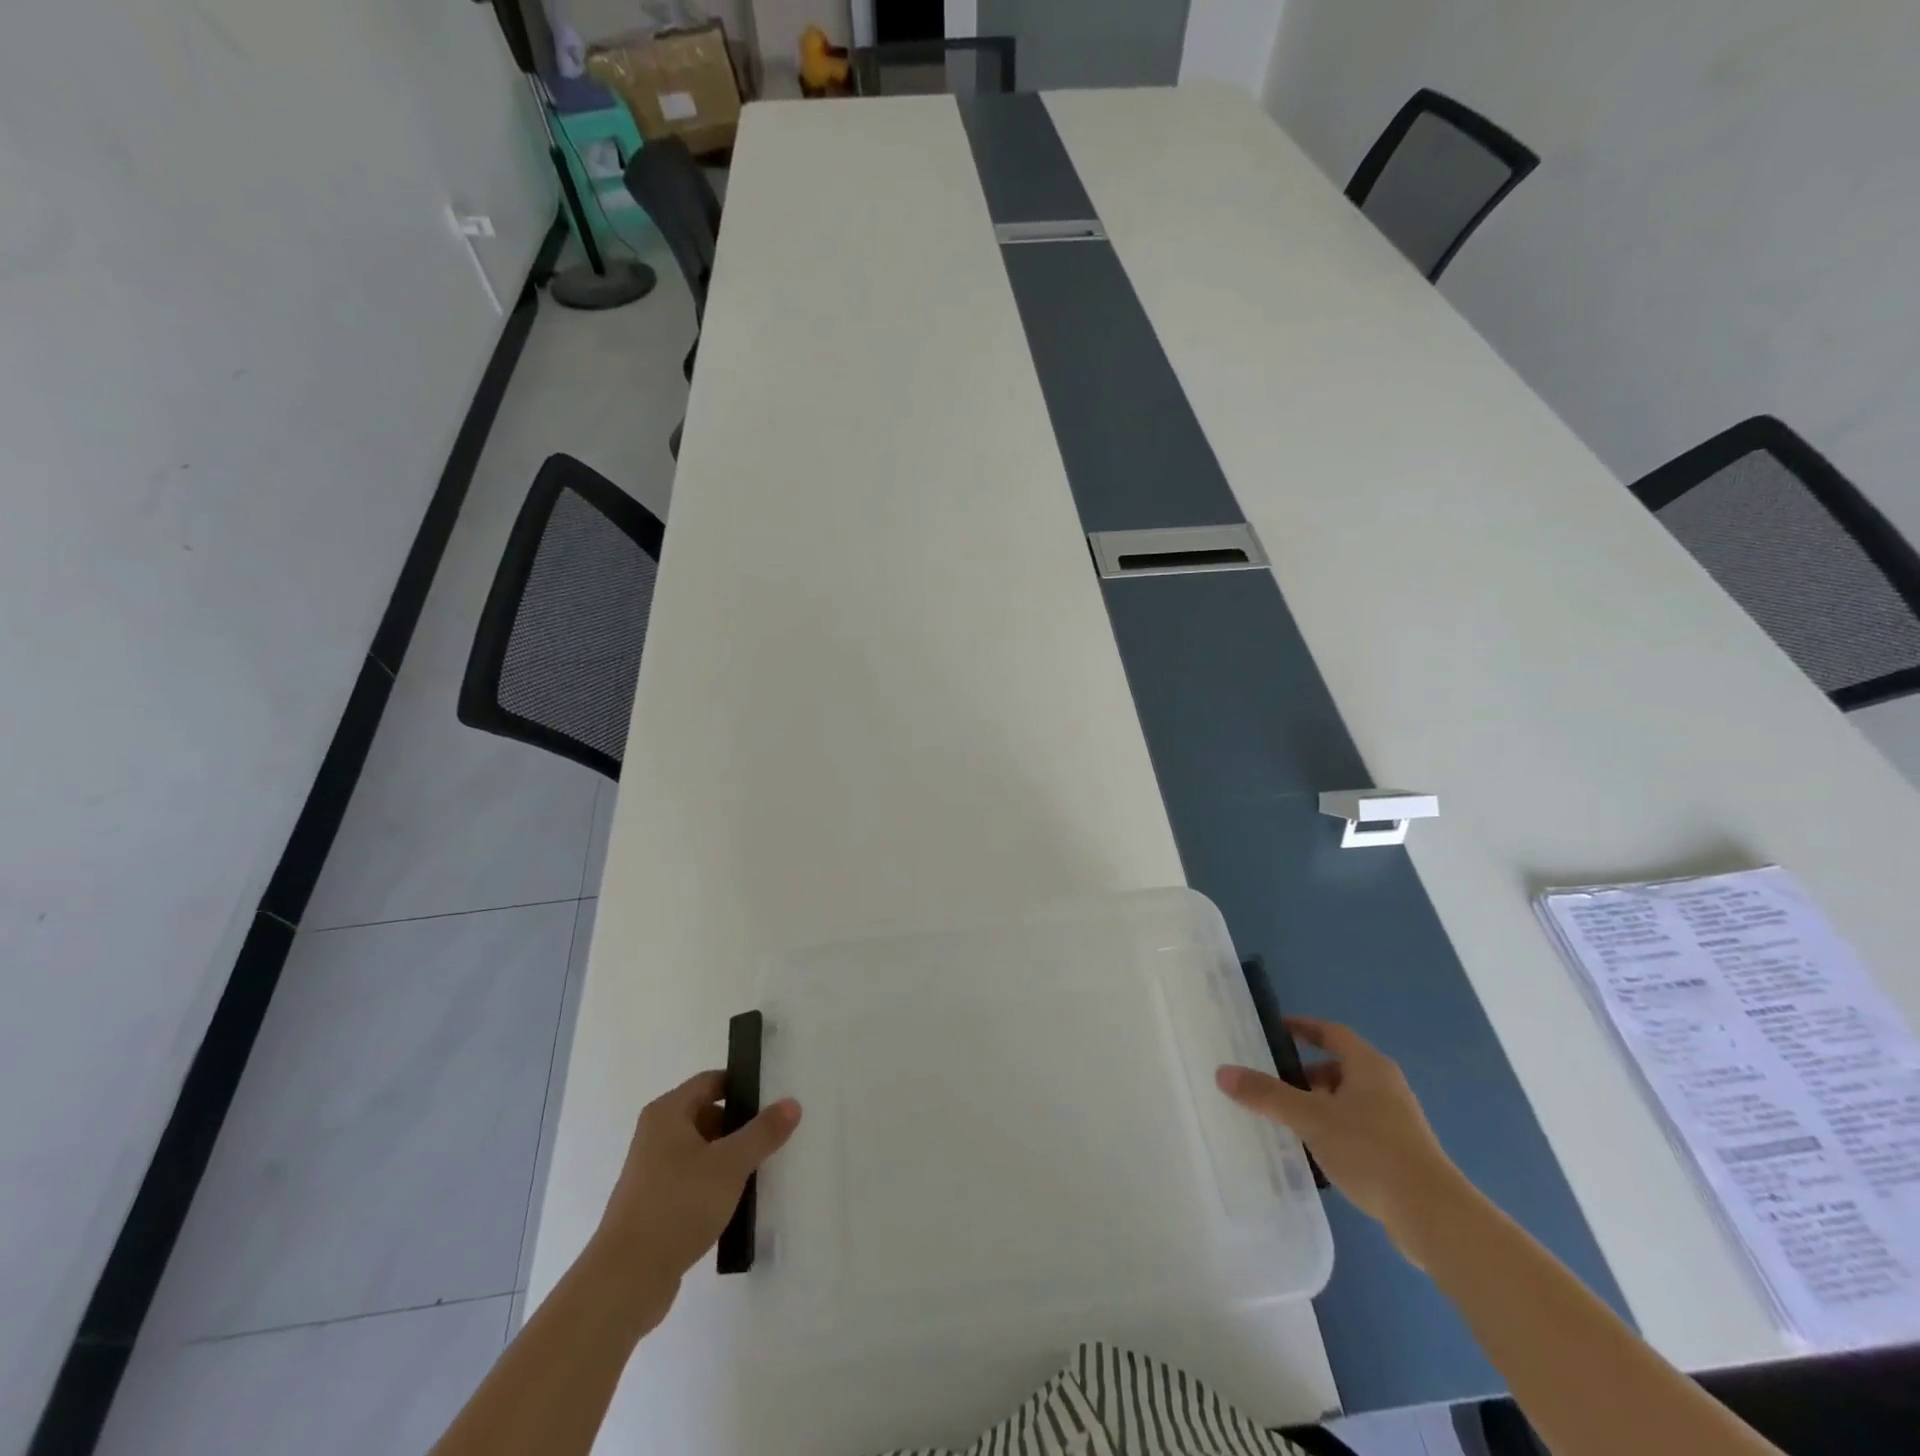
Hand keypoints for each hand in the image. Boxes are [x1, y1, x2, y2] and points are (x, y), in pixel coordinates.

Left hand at [592, 1071, 800, 1302]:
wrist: (626, 1281)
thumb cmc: (678, 1205)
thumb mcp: (730, 1164)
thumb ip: (763, 1132)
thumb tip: (791, 1103)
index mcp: (667, 1113)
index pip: (711, 1081)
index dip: (742, 1086)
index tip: (773, 1100)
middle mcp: (656, 1136)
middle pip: (707, 1115)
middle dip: (739, 1126)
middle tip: (772, 1138)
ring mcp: (652, 1173)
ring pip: (701, 1152)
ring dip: (729, 1159)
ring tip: (761, 1172)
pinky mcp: (654, 1206)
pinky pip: (693, 1182)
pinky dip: (714, 1186)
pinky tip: (737, 1204)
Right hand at [1217, 1017, 1459, 1250]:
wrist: (1433, 1216)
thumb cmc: (1371, 1151)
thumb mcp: (1311, 1118)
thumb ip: (1267, 1095)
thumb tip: (1223, 1072)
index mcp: (1368, 1066)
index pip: (1331, 1033)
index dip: (1303, 1027)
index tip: (1275, 1031)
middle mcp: (1385, 1086)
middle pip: (1338, 1067)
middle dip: (1305, 1072)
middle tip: (1272, 1082)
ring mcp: (1396, 1121)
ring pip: (1348, 1100)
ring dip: (1319, 1104)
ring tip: (1286, 1120)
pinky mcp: (1400, 1153)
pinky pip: (1357, 1128)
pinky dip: (1333, 1130)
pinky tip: (1315, 1152)